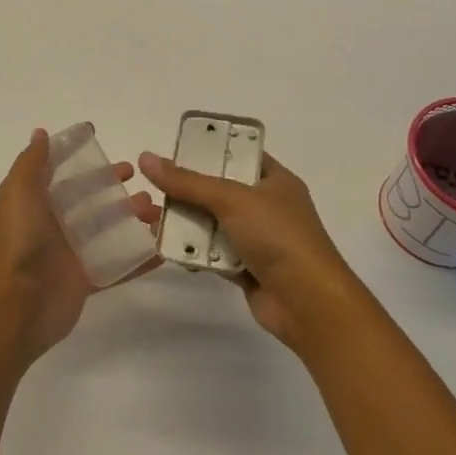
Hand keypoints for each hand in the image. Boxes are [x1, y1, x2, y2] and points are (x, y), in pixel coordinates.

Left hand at [0, 129, 156, 361]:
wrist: (17, 305)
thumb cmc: (19, 241)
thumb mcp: (19, 192)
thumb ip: (32, 162)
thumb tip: (41, 133)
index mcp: (36, 201)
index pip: (61, 172)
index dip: (79, 156)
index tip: (101, 140)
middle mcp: (53, 223)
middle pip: (89, 198)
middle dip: (113, 186)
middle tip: (140, 178)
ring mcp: (71, 253)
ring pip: (107, 229)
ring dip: (132, 217)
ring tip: (157, 212)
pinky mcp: (86, 280)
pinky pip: (117, 266)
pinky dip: (139, 258)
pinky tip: (161, 250)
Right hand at [137, 149, 366, 352]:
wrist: (308, 304)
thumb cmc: (278, 236)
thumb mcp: (231, 198)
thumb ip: (187, 181)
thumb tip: (146, 159)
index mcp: (275, 180)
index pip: (239, 155)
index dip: (209, 150)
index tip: (175, 150)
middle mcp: (267, 206)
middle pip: (219, 190)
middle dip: (186, 191)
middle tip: (153, 188)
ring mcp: (258, 239)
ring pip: (213, 223)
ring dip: (185, 222)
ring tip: (151, 218)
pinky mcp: (247, 268)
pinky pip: (213, 253)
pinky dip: (194, 251)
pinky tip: (167, 248)